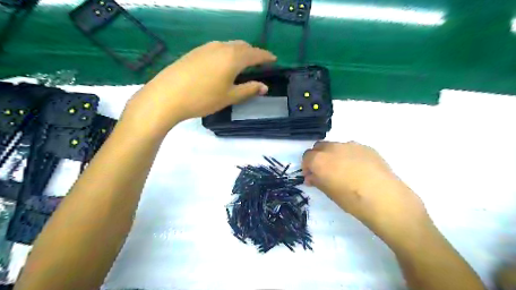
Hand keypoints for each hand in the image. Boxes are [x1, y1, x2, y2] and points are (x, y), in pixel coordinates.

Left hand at [123, 41, 275, 136]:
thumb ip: (249, 89)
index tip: (274, 59)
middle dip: (253, 53)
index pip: (255, 54)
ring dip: (239, 53)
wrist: (167, 95)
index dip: (266, 56)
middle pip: (242, 46)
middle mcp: (221, 47)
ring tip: (242, 64)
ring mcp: (206, 47)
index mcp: (233, 57)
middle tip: (259, 64)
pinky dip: (227, 54)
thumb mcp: (230, 96)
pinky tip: (223, 65)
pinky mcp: (195, 52)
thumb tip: (264, 87)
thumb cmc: (203, 98)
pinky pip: (217, 48)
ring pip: (229, 46)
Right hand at [304, 141, 431, 244]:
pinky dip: (349, 155)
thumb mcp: (329, 192)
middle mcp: (333, 148)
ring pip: (335, 146)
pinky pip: (351, 148)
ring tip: (344, 170)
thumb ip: (317, 180)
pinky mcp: (366, 147)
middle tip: (324, 171)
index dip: (307, 166)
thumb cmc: (351, 200)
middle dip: (318, 157)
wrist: (384, 198)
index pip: (306, 156)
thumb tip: (311, 176)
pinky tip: (359, 169)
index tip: (311, 176)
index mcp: (320, 159)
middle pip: (319, 147)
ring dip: (333, 155)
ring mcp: (350, 145)